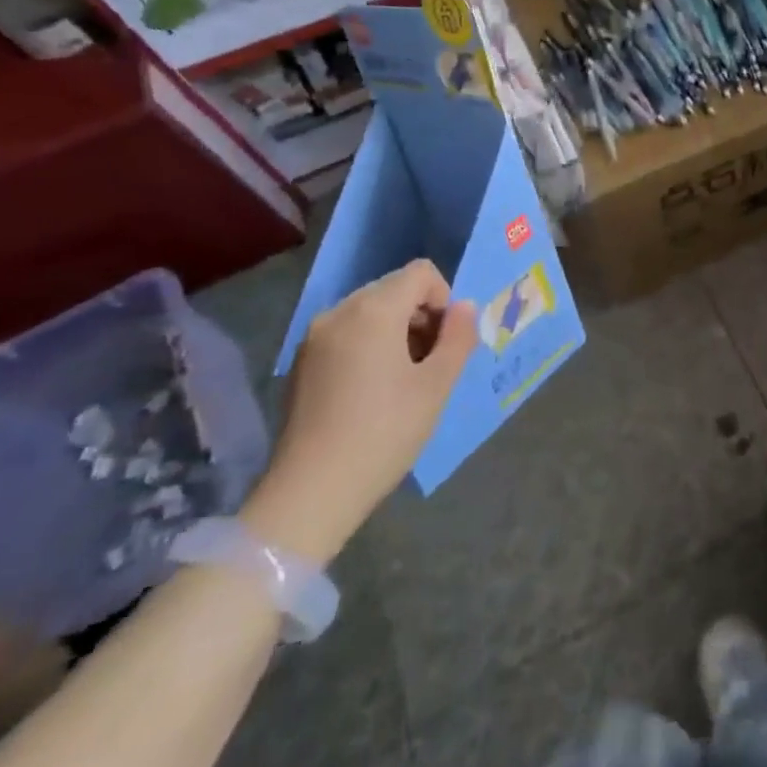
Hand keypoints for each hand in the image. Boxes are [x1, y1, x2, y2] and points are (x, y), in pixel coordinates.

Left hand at [243, 261, 475, 562]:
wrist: (311, 493)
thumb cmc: (385, 432)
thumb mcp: (437, 385)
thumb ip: (459, 337)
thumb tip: (465, 308)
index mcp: (373, 310)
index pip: (421, 273)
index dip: (444, 299)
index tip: (446, 343)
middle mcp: (339, 312)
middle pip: (394, 288)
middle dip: (421, 315)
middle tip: (430, 363)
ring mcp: (314, 338)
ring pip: (370, 311)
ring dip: (397, 331)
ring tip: (404, 379)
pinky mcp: (301, 363)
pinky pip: (347, 334)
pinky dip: (369, 345)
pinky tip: (373, 391)